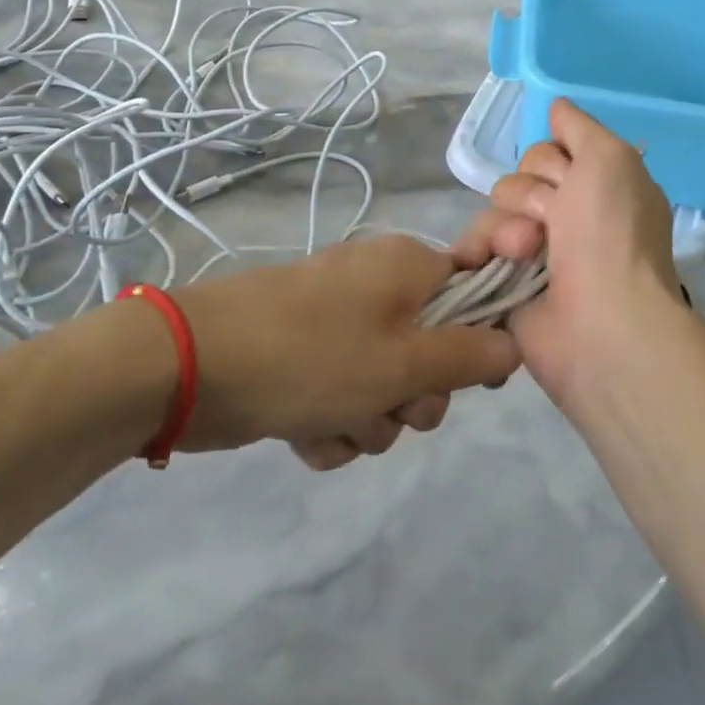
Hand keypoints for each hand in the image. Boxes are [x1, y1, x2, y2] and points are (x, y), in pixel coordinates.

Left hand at [171, 234, 520, 468]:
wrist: (190, 366)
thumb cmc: (311, 356)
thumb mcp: (404, 362)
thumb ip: (469, 355)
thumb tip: (515, 344)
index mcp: (407, 268)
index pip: (474, 294)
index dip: (480, 341)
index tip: (472, 380)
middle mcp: (377, 287)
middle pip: (432, 351)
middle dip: (416, 397)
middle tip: (391, 407)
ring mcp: (337, 323)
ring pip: (386, 385)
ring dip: (370, 420)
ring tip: (335, 425)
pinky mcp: (305, 358)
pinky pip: (344, 397)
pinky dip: (333, 425)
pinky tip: (306, 437)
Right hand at [453, 99, 685, 409]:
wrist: (601, 322)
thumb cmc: (612, 235)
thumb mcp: (610, 159)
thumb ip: (580, 128)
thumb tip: (556, 106)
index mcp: (595, 190)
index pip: (547, 152)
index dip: (551, 163)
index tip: (569, 181)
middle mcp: (565, 218)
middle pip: (516, 180)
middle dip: (529, 196)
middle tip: (552, 222)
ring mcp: (533, 254)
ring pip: (492, 212)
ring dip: (506, 228)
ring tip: (524, 255)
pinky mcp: (503, 283)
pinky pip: (474, 249)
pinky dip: (478, 252)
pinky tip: (485, 265)